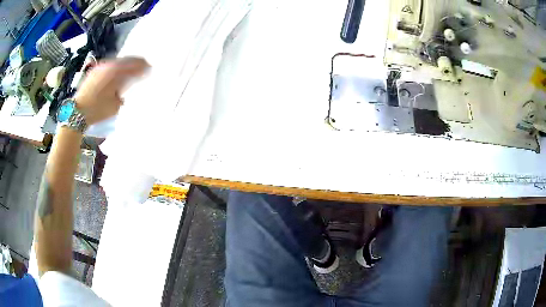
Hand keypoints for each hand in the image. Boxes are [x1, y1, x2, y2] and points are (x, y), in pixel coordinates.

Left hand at [74, 57, 149, 124]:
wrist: (77, 113)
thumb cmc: (97, 110)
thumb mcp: (115, 105)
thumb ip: (124, 93)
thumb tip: (127, 88)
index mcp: (115, 71)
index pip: (133, 64)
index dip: (142, 65)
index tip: (150, 68)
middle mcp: (107, 65)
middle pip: (125, 60)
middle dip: (134, 63)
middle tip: (143, 66)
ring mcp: (99, 68)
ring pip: (116, 63)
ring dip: (124, 66)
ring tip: (130, 71)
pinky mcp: (93, 73)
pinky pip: (108, 67)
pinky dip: (115, 69)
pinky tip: (117, 75)